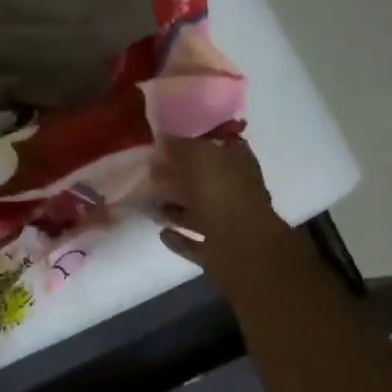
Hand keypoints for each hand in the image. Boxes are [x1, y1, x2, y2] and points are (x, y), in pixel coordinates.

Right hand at [156, 134, 293, 281]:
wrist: (242, 249)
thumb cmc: (222, 194)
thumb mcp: (199, 157)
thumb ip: (181, 147)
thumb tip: (164, 138)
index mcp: (238, 165)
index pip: (220, 147)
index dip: (197, 143)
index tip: (170, 143)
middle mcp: (237, 193)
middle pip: (205, 182)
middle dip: (180, 179)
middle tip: (151, 175)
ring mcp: (230, 225)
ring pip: (199, 213)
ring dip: (175, 210)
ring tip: (149, 204)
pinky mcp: (219, 253)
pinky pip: (195, 243)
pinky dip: (179, 239)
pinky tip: (161, 234)